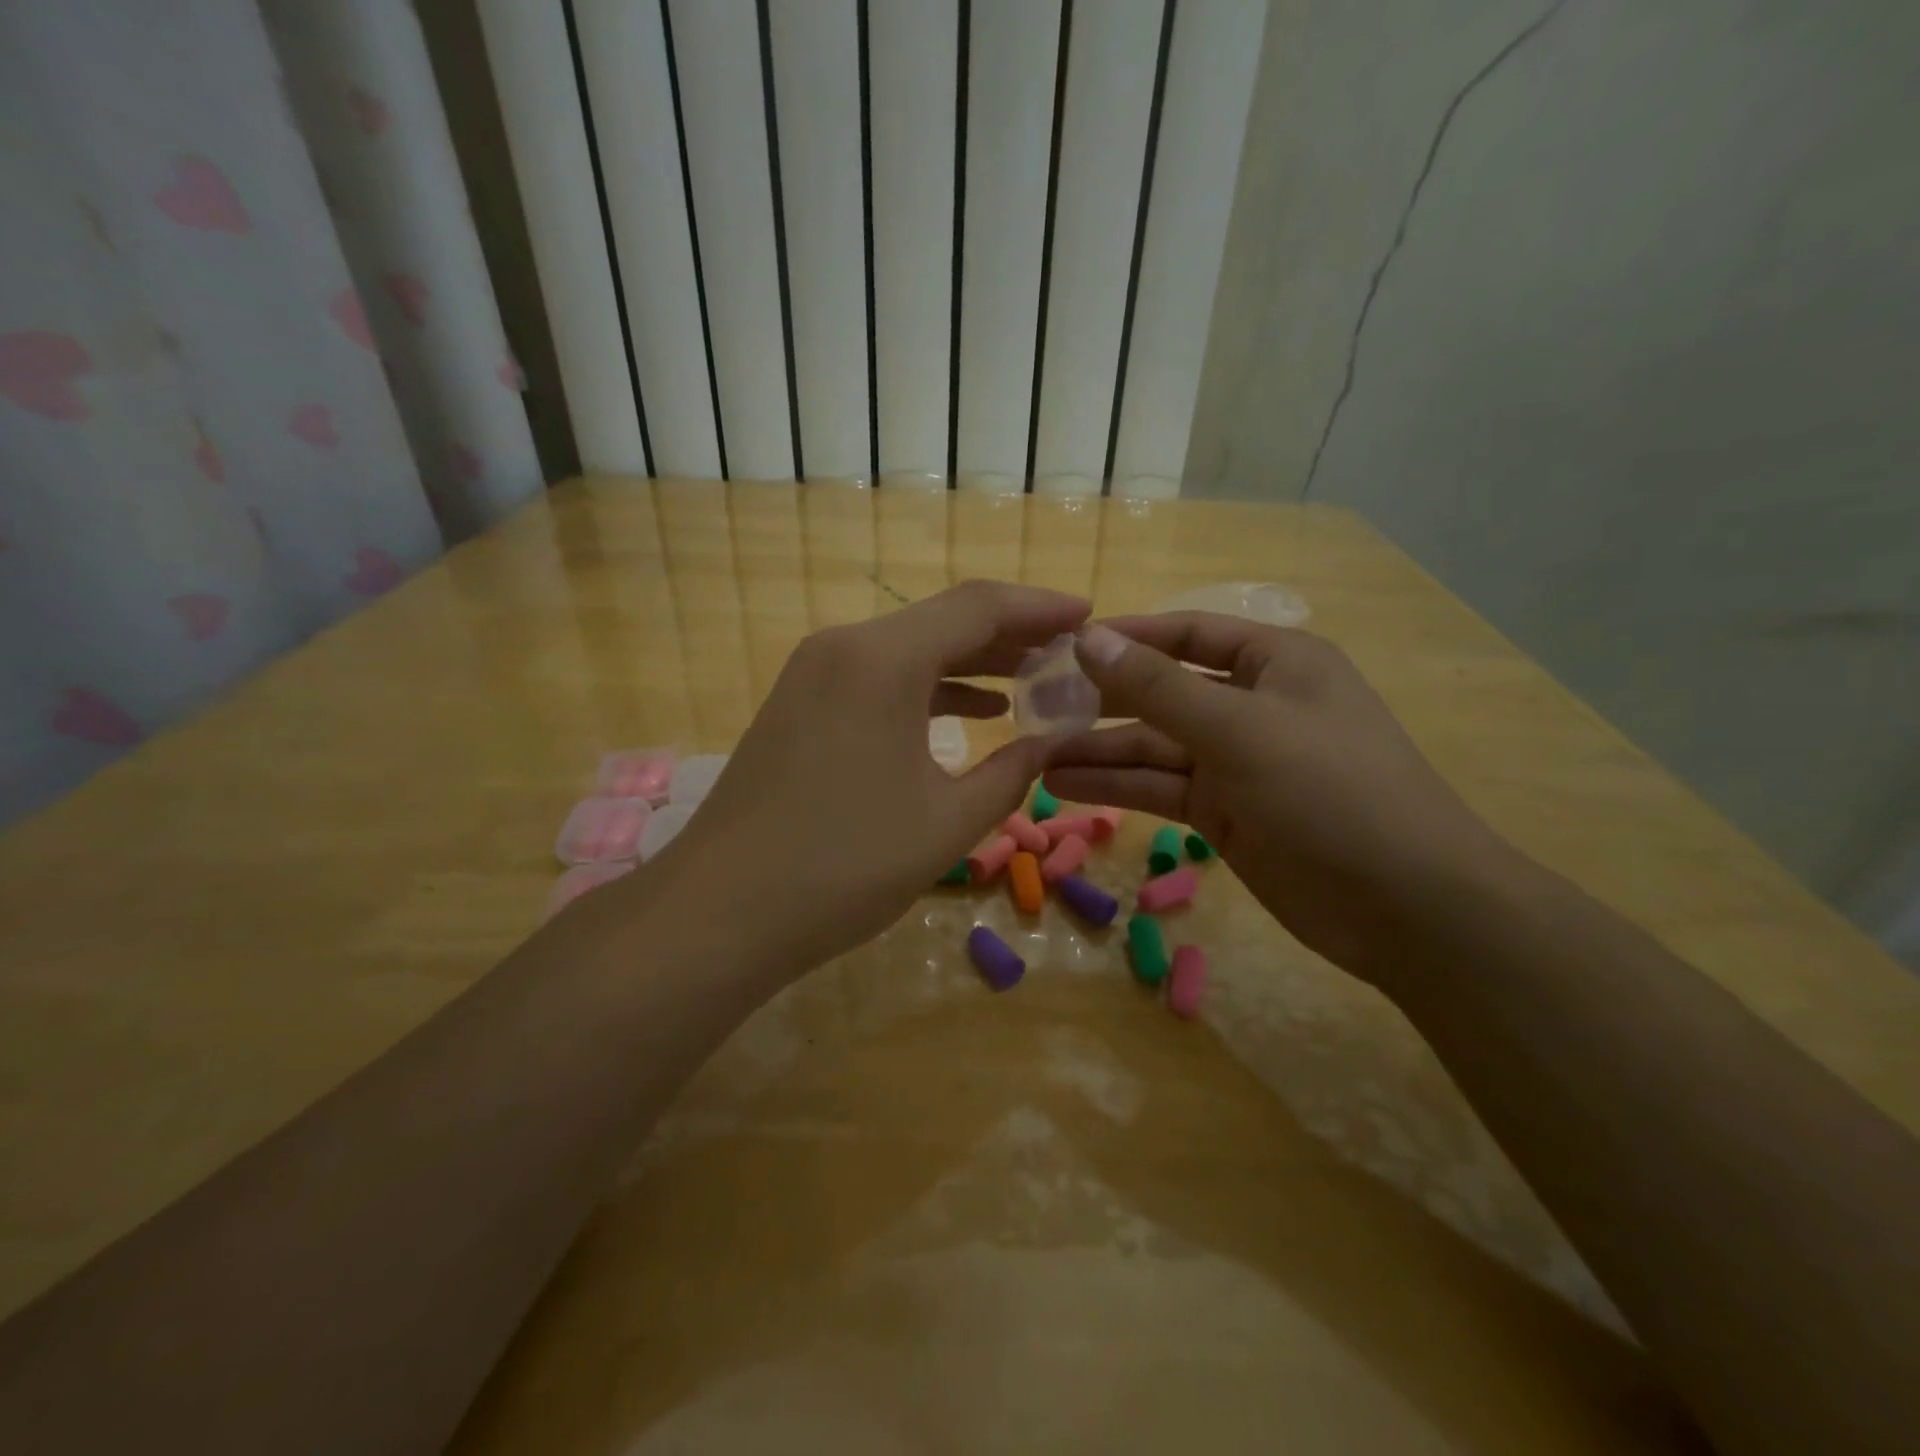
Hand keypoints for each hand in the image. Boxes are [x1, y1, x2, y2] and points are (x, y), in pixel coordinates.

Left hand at [641, 581, 1090, 972]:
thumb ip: (1011, 773)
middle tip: (1069, 652)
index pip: (979, 607)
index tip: (1089, 617)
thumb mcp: (948, 823)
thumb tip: (1049, 743)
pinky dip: (928, 687)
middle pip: (943, 620)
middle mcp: (843, 648)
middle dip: (1011, 634)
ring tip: (1032, 679)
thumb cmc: (844, 866)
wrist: (720, 911)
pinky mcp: (798, 705)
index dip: (1040, 608)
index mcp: (883, 660)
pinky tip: (970, 710)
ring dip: (971, 661)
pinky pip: (878, 677)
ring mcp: (812, 674)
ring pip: (909, 649)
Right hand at [1046, 614, 1517, 985]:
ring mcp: (1238, 762)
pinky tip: (1064, 786)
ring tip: (1034, 754)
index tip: (1062, 648)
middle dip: (1102, 700)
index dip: (1125, 638)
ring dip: (1099, 750)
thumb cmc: (1330, 791)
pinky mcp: (1225, 813)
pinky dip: (1117, 786)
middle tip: (1035, 706)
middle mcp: (1253, 705)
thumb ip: (1157, 687)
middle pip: (1162, 692)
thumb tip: (1087, 639)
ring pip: (1154, 746)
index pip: (1186, 635)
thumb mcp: (1239, 729)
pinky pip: (1161, 788)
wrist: (1405, 905)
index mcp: (1274, 662)